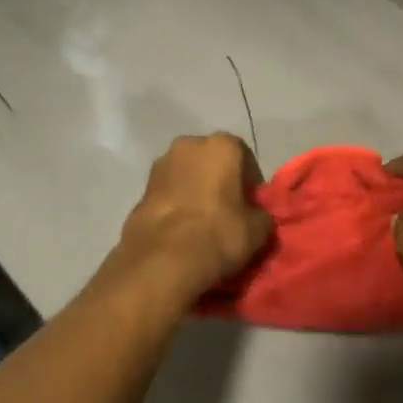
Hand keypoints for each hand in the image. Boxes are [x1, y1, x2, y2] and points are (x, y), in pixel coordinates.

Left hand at [115, 134, 272, 299]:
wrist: (163, 258)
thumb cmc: (219, 233)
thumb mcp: (257, 229)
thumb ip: (261, 215)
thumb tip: (257, 217)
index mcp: (221, 145)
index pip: (244, 157)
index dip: (251, 182)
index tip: (252, 206)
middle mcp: (188, 144)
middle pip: (211, 161)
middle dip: (220, 181)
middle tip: (229, 212)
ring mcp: (160, 165)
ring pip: (187, 176)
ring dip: (196, 192)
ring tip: (204, 223)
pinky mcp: (141, 189)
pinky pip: (169, 193)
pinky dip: (177, 205)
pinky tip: (182, 230)